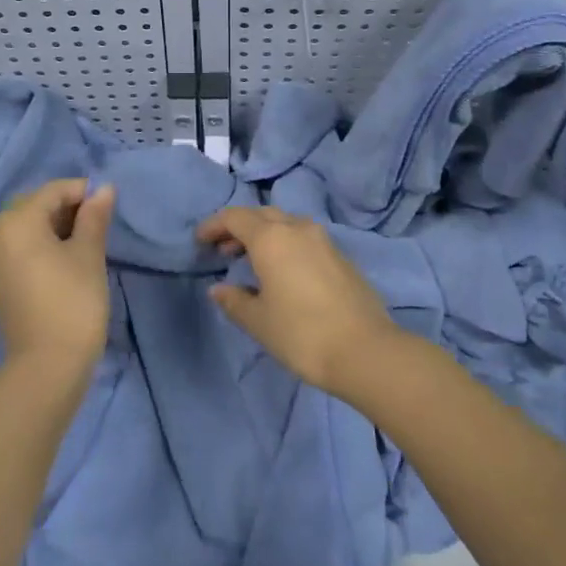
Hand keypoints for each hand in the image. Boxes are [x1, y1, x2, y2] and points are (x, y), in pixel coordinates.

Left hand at [0, 179, 115, 373]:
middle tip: (98, 223)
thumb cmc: (73, 301)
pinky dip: (40, 244)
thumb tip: (104, 188)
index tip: (109, 205)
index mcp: (15, 221)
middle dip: (67, 207)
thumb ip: (95, 216)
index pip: (52, 191)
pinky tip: (65, 258)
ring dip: (54, 226)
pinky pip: (18, 247)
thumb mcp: (89, 253)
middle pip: (35, 205)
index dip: (83, 192)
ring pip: (26, 226)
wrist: (47, 366)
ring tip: (86, 241)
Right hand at [195, 207, 401, 397]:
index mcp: (271, 238)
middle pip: (261, 215)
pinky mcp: (340, 256)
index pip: (235, 217)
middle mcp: (297, 229)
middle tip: (223, 250)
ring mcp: (323, 240)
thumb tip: (219, 289)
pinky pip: (303, 238)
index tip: (200, 241)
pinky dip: (285, 244)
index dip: (214, 225)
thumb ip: (234, 300)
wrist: (365, 351)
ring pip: (286, 223)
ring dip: (264, 234)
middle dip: (239, 227)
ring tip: (250, 260)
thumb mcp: (259, 321)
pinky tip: (282, 272)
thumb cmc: (302, 334)